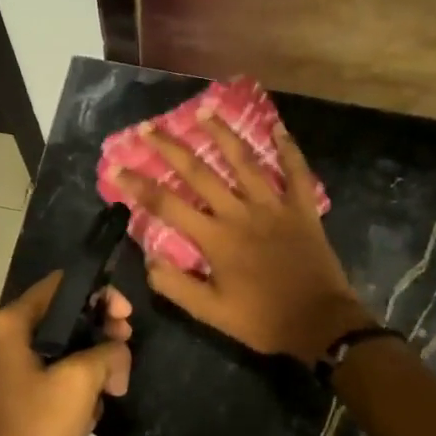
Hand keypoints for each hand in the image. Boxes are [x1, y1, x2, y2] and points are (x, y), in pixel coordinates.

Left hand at [0, 271, 133, 435]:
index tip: (126, 319)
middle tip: (124, 361)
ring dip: (89, 366)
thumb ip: (106, 353)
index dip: (100, 294)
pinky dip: (70, 386)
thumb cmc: (33, 432)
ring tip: (109, 394)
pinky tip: (87, 414)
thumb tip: (116, 350)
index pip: (61, 285)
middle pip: (61, 318)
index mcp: (10, 324)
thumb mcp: (80, 385)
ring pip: (57, 350)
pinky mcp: (6, 396)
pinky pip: (46, 375)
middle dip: (99, 336)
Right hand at [114, 115, 370, 362]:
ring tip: (203, 110)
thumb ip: (176, 286)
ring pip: (244, 161)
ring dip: (222, 134)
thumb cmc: (261, 320)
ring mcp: (274, 207)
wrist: (320, 324)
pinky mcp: (303, 209)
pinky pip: (297, 173)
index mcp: (215, 239)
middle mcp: (240, 213)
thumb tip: (148, 259)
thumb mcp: (210, 313)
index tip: (116, 167)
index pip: (167, 205)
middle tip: (150, 127)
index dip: (138, 185)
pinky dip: (288, 149)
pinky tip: (278, 127)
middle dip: (171, 148)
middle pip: (199, 173)